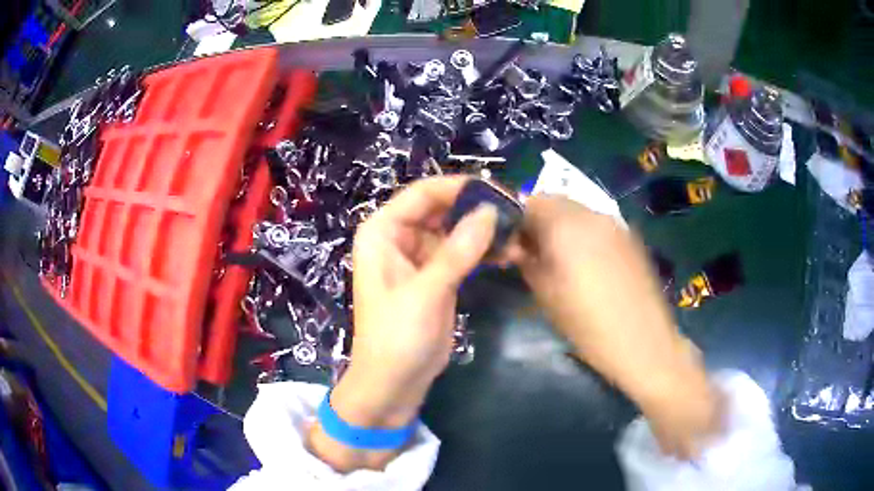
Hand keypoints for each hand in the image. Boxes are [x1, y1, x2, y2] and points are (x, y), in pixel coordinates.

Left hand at [308, 176, 497, 470]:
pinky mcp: (436, 277)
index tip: (498, 191)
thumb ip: (458, 250)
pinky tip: (508, 255)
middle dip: (476, 210)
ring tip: (518, 234)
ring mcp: (419, 257)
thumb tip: (489, 210)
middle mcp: (399, 237)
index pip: (423, 193)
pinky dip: (482, 252)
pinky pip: (461, 254)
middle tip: (515, 212)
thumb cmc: (396, 337)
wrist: (393, 383)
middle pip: (441, 209)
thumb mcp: (426, 292)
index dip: (459, 188)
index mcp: (383, 232)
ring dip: (483, 232)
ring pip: (455, 231)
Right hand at [512, 195, 720, 458]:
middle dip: (539, 222)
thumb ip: (527, 260)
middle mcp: (593, 213)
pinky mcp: (631, 238)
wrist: (644, 343)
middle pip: (556, 201)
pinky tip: (589, 266)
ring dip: (562, 228)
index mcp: (567, 224)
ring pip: (578, 212)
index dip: (516, 221)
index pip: (530, 201)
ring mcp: (616, 224)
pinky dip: (585, 235)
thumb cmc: (588, 324)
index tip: (513, 247)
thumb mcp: (546, 295)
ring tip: (562, 262)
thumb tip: (515, 245)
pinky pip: (598, 225)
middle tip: (534, 255)